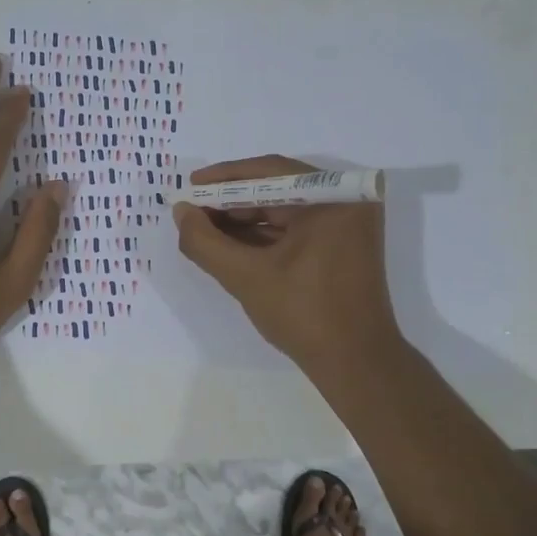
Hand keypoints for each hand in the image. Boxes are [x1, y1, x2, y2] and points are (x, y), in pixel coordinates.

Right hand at [172, 155, 401, 373]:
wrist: (355, 364)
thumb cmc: (304, 314)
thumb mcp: (246, 277)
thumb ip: (206, 242)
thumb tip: (180, 212)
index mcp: (333, 198)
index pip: (269, 172)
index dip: (224, 179)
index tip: (190, 185)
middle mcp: (345, 203)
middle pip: (277, 189)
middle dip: (231, 202)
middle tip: (193, 212)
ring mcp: (347, 225)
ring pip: (285, 211)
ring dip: (244, 221)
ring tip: (204, 230)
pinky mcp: (342, 247)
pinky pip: (296, 230)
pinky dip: (264, 237)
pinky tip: (230, 245)